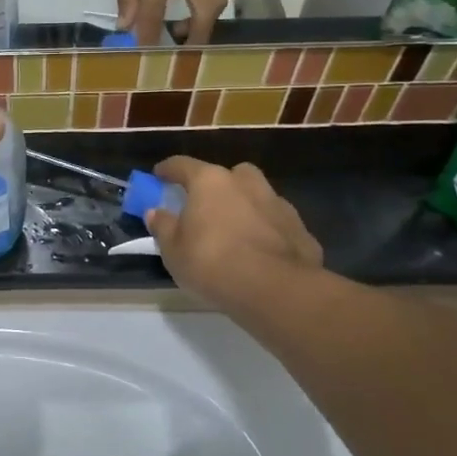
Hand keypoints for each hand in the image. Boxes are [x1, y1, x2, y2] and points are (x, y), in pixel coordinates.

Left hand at [114, 0, 233, 44]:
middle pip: (203, 18)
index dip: (149, 39)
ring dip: (205, 20)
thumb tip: (126, 26)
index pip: (155, 15)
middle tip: (174, 42)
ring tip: (185, 22)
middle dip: (191, 38)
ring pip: (220, 5)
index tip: (145, 56)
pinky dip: (215, 0)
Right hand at [146, 157, 323, 312]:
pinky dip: (268, 232)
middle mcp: (245, 183)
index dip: (168, 169)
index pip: (182, 165)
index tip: (158, 176)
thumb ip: (163, 227)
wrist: (276, 291)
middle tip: (206, 207)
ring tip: (236, 232)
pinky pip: (277, 224)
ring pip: (257, 196)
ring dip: (246, 207)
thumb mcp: (173, 250)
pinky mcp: (301, 229)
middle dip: (217, 186)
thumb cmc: (213, 263)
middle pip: (228, 175)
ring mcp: (277, 204)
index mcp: (210, 181)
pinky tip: (262, 253)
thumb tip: (155, 212)